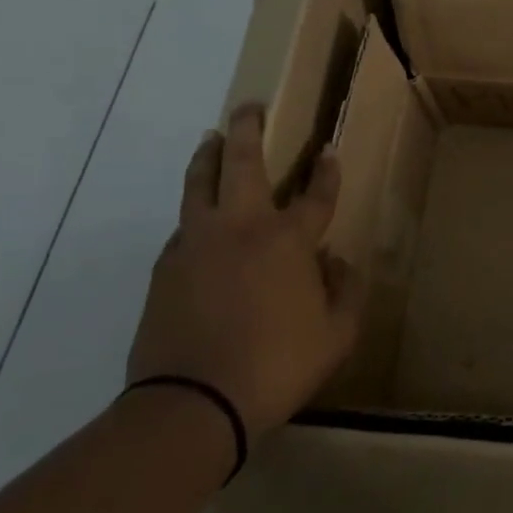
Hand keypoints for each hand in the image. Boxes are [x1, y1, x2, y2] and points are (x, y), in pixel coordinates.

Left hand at [126, 104, 362, 437]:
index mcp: (288, 241)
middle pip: (243, 163)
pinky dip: (193, 214)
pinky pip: (182, 228)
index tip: (328, 151)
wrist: (192, 405)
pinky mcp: (166, 269)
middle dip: (248, 129)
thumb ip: (346, 291)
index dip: (327, 171)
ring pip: (200, 185)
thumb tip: (336, 261)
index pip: (316, 194)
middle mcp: (242, 228)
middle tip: (249, 107)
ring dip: (208, 157)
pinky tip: (196, 219)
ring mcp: (197, 245)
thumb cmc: (276, 366)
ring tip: (210, 139)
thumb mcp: (337, 335)